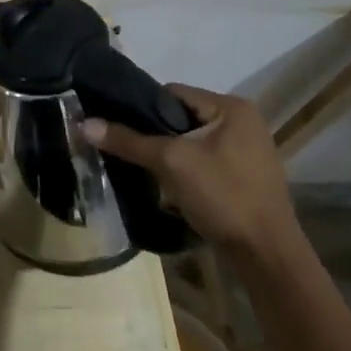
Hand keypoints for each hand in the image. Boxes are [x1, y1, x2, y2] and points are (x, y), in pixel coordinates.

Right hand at [82, 86, 298, 255]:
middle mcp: (242, 122)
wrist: (266, 256)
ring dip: (167, 156)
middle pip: (181, 118)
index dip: (141, 108)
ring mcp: (246, 151)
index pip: (173, 93)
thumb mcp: (171, 163)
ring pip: (190, 142)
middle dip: (154, 135)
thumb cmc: (224, 197)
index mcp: (232, 107)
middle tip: (126, 150)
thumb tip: (84, 124)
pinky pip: (202, 162)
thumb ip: (129, 140)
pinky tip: (167, 188)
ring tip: (142, 169)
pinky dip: (183, 171)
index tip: (116, 125)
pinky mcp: (243, 177)